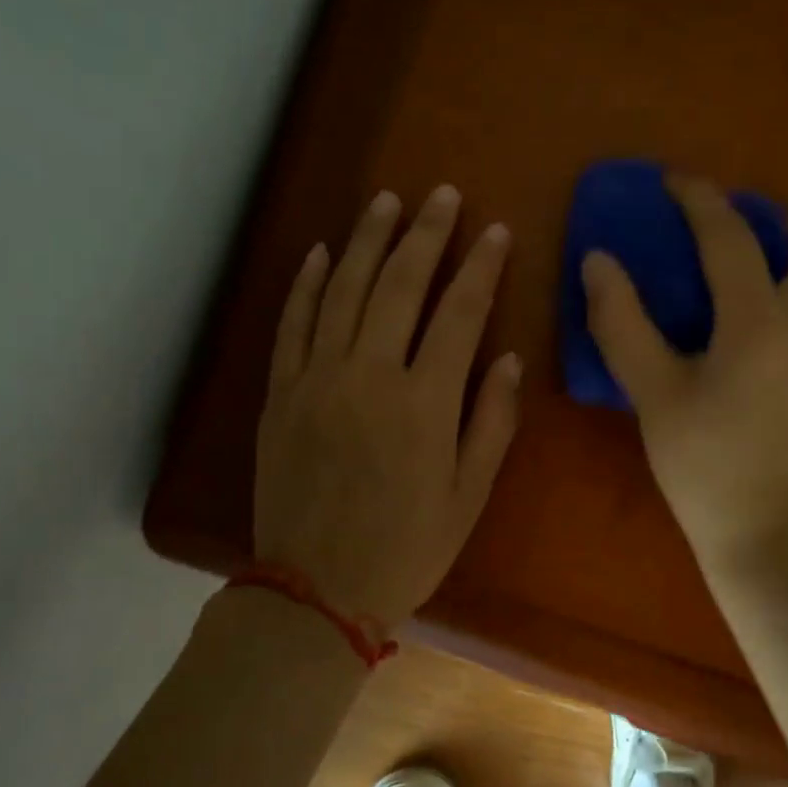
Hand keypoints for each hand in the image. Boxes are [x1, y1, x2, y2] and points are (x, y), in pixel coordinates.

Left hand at [255, 185, 522, 632]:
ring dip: (365, 240)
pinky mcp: (280, 393)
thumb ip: (491, 422)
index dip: (480, 267)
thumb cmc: (406, 548)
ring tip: (386, 201)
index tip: (495, 231)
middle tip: (442, 194)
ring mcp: (316, 380)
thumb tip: (507, 359)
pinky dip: (304, 284)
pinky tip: (318, 252)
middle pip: (398, 285)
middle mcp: (368, 376)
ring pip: (341, 290)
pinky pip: (291, 325)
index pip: (459, 313)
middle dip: (424, 234)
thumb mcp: (468, 496)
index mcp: (423, 403)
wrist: (315, 591)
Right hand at [582, 176, 787, 582]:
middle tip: (744, 250)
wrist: (779, 539)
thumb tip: (598, 259)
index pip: (728, 232)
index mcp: (759, 318)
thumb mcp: (652, 396)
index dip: (698, 197)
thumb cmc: (706, 468)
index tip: (676, 183)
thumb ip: (620, 321)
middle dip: (779, 221)